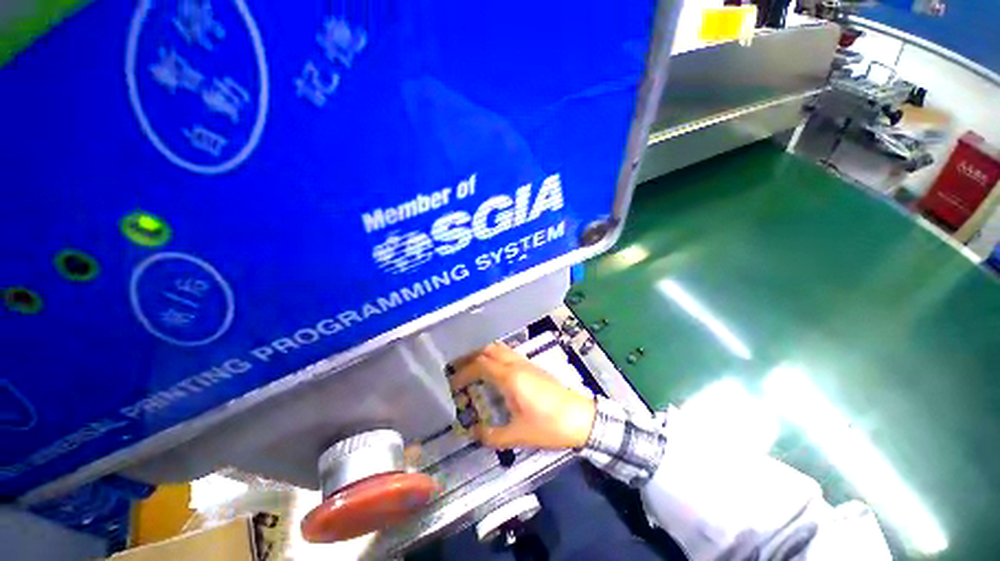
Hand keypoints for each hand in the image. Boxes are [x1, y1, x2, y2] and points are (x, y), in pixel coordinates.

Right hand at [449, 342, 596, 449]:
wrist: (581, 417)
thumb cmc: (549, 425)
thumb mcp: (518, 435)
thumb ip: (492, 436)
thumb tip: (474, 433)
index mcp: (510, 377)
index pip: (480, 364)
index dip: (463, 371)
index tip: (452, 384)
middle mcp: (516, 364)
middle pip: (488, 349)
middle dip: (470, 356)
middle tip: (456, 367)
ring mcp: (526, 363)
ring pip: (499, 348)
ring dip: (483, 353)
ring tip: (471, 367)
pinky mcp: (533, 366)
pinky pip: (508, 353)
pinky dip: (495, 356)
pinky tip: (493, 371)